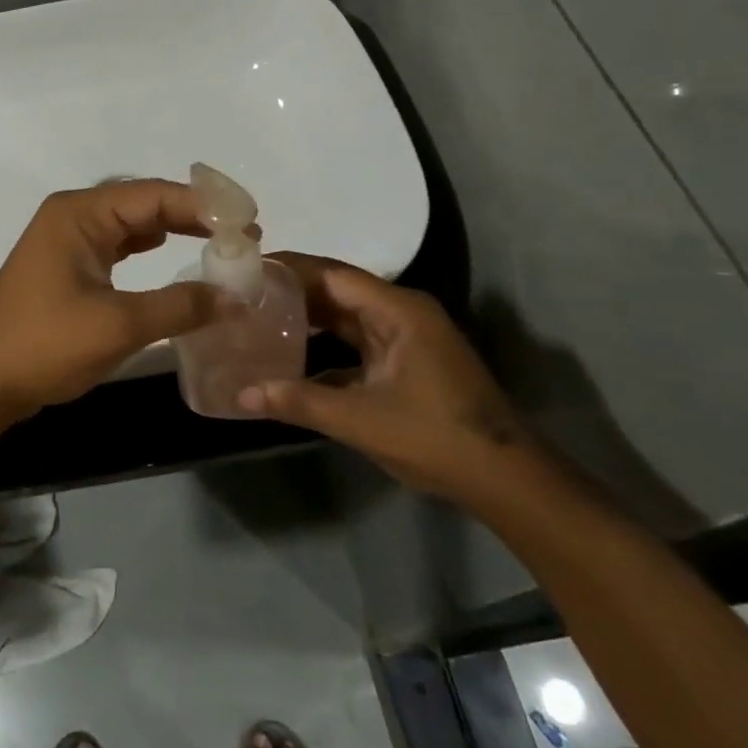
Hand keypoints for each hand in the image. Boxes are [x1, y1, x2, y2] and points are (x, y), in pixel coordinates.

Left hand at [0, 180, 225, 423]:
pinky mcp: (66, 266)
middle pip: (143, 202)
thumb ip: (180, 306)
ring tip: (219, 242)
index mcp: (80, 213)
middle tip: (243, 233)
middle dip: (192, 215)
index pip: (154, 195)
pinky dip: (147, 248)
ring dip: (172, 229)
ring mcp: (66, 240)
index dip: (205, 206)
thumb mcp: (118, 325)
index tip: (250, 221)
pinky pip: (116, 245)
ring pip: (130, 224)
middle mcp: (73, 216)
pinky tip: (171, 253)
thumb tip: (235, 297)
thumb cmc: (44, 345)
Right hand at [237, 254, 532, 500]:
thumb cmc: (436, 437)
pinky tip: (292, 353)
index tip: (247, 268)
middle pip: (338, 289)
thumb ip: (299, 401)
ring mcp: (407, 337)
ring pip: (347, 315)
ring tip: (260, 315)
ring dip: (308, 315)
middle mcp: (403, 312)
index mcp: (398, 310)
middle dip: (293, 290)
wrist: (506, 479)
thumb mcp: (361, 420)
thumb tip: (241, 395)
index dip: (290, 268)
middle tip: (245, 292)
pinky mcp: (407, 360)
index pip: (333, 274)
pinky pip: (358, 339)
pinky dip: (326, 341)